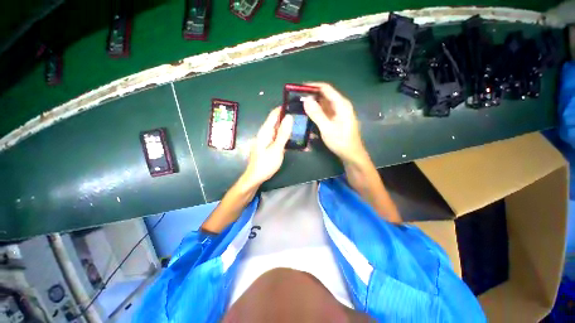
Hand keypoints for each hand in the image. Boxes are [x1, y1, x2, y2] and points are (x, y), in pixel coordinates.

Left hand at [241, 108, 292, 187]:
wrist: (255, 177)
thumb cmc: (265, 164)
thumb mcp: (276, 149)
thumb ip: (283, 134)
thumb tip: (289, 117)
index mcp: (265, 131)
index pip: (274, 114)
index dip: (283, 108)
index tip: (295, 104)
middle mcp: (264, 133)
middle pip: (276, 121)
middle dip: (287, 117)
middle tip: (301, 116)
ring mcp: (265, 139)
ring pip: (277, 129)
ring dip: (286, 126)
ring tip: (299, 124)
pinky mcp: (267, 145)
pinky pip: (276, 137)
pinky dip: (284, 135)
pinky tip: (291, 136)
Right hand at [303, 83, 365, 163]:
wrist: (350, 154)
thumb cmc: (340, 141)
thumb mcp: (327, 128)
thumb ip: (316, 113)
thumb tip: (306, 99)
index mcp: (341, 104)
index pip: (326, 88)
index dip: (312, 86)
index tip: (299, 87)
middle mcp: (340, 105)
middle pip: (324, 95)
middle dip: (311, 96)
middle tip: (297, 99)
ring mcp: (338, 112)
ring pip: (323, 104)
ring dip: (313, 104)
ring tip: (300, 107)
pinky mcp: (336, 118)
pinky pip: (324, 112)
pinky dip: (316, 112)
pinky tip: (308, 116)